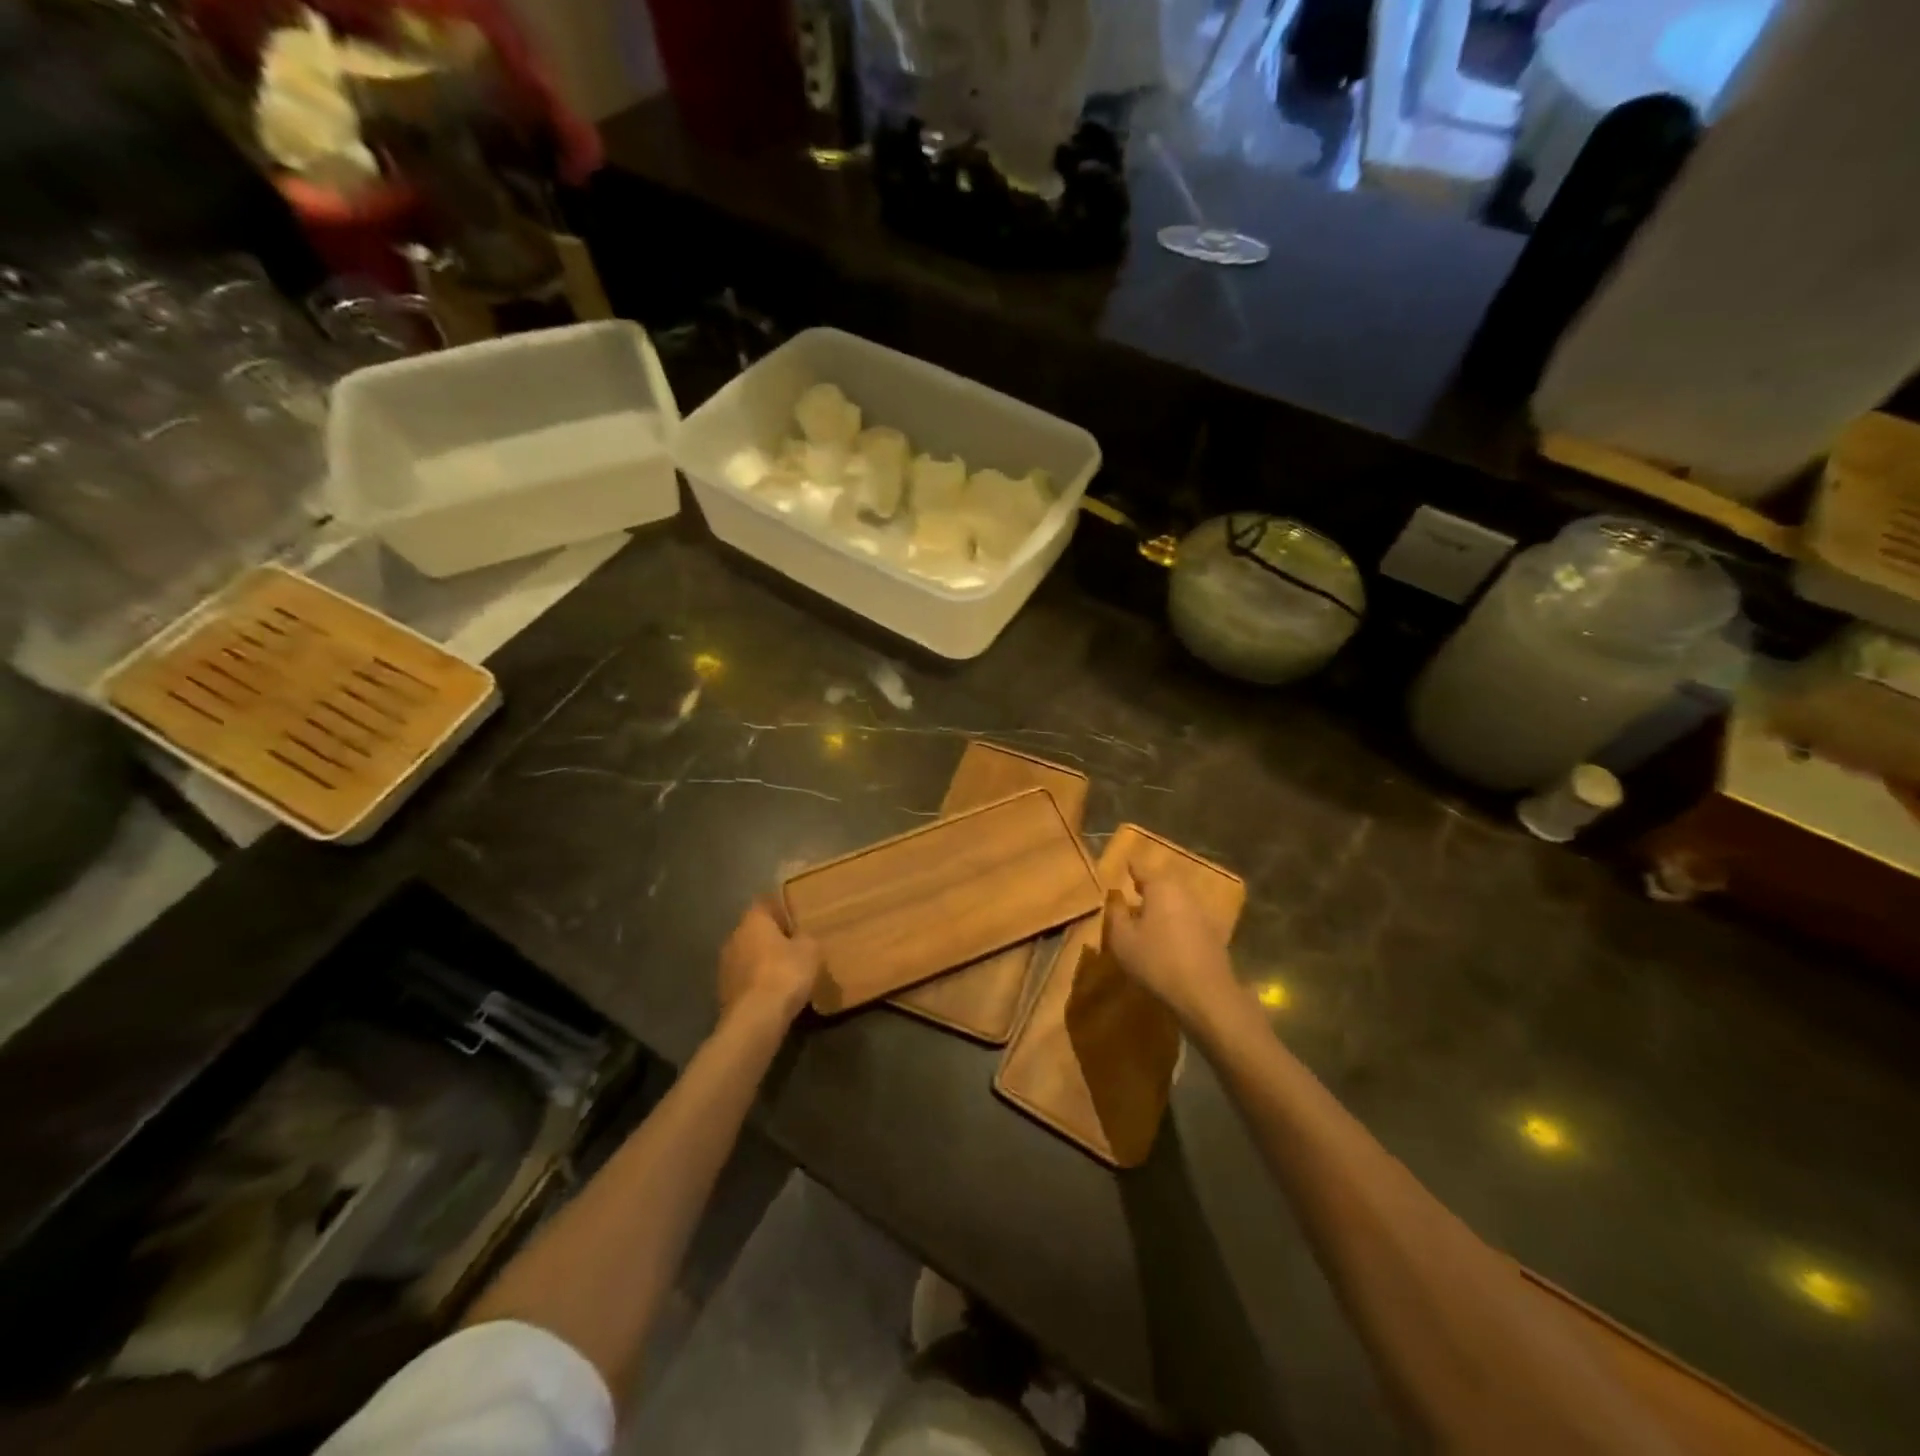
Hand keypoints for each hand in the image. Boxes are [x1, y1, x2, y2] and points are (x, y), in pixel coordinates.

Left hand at [717, 898, 820, 1029]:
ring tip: (784, 971)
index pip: (764, 904)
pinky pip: (744, 979)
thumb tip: (801, 937)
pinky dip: (757, 982)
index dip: (779, 909)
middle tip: (793, 945)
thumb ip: (806, 938)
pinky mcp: (723, 992)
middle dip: (771, 937)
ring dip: (762, 961)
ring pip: (747, 956)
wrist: (756, 1018)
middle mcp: (734, 937)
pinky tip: (773, 993)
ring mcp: (725, 966)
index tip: (794, 918)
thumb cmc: (785, 973)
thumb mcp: (810, 950)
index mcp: (753, 921)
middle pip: (754, 931)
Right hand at [1103, 861, 1238, 1029]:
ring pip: (1177, 901)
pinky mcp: (1213, 933)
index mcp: (1161, 887)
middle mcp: (1184, 892)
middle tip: (1133, 890)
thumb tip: (1115, 896)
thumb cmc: (1157, 961)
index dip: (1131, 866)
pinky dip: (1176, 922)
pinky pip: (1187, 919)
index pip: (1142, 868)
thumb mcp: (1123, 939)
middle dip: (1149, 885)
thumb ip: (1116, 914)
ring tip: (1148, 916)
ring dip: (1163, 905)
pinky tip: (1168, 937)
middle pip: (1163, 883)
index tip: (1124, 864)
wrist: (1206, 994)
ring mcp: (1202, 912)